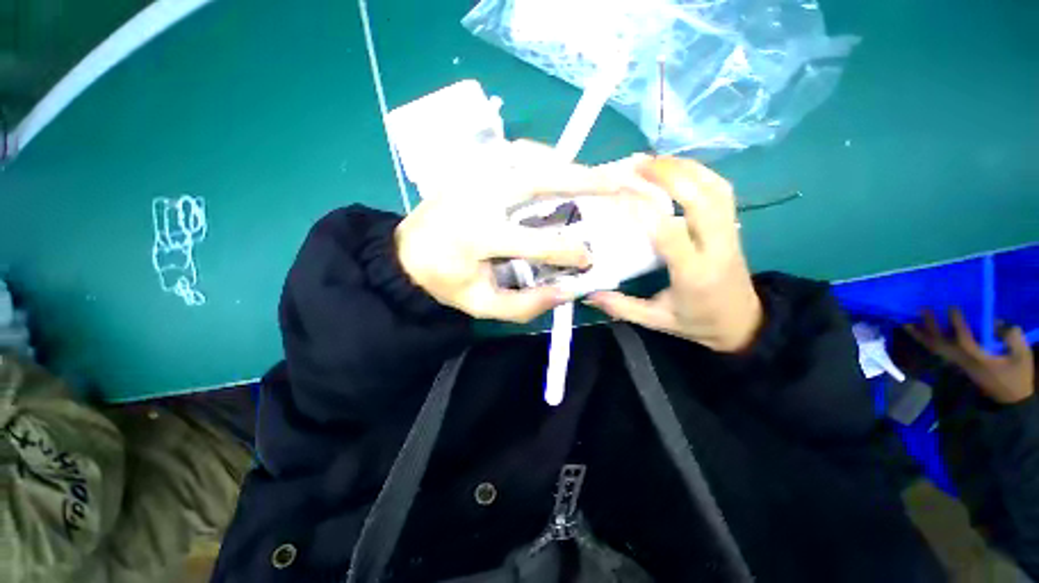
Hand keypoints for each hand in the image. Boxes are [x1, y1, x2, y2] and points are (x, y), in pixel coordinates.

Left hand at [396, 142, 640, 323]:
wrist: (406, 255)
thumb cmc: (445, 282)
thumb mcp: (482, 305)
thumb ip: (526, 304)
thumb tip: (568, 290)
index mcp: (477, 235)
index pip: (537, 242)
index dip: (570, 252)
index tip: (588, 260)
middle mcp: (477, 195)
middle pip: (538, 178)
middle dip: (582, 180)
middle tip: (616, 183)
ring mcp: (473, 173)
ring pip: (528, 155)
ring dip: (563, 164)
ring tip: (590, 177)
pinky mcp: (470, 166)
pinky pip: (513, 151)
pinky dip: (540, 156)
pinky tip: (554, 168)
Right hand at [585, 157, 762, 352]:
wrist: (745, 324)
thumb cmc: (698, 323)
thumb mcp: (657, 321)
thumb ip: (622, 307)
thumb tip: (588, 295)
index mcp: (694, 274)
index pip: (670, 234)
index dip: (644, 210)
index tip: (619, 194)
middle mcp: (717, 247)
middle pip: (701, 199)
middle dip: (670, 175)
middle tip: (637, 164)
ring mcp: (731, 233)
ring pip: (716, 188)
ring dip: (686, 168)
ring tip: (654, 160)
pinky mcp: (734, 226)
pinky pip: (722, 190)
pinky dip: (701, 172)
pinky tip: (678, 169)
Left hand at [908, 308, 1034, 404]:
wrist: (1011, 399)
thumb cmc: (1017, 376)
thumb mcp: (1022, 357)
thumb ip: (1012, 338)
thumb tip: (997, 322)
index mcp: (977, 359)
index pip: (963, 340)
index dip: (957, 323)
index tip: (952, 307)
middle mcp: (961, 361)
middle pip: (940, 343)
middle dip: (931, 326)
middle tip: (922, 308)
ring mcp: (956, 364)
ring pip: (934, 348)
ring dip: (920, 334)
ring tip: (907, 321)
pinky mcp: (956, 365)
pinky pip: (937, 351)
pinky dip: (926, 340)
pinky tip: (918, 330)